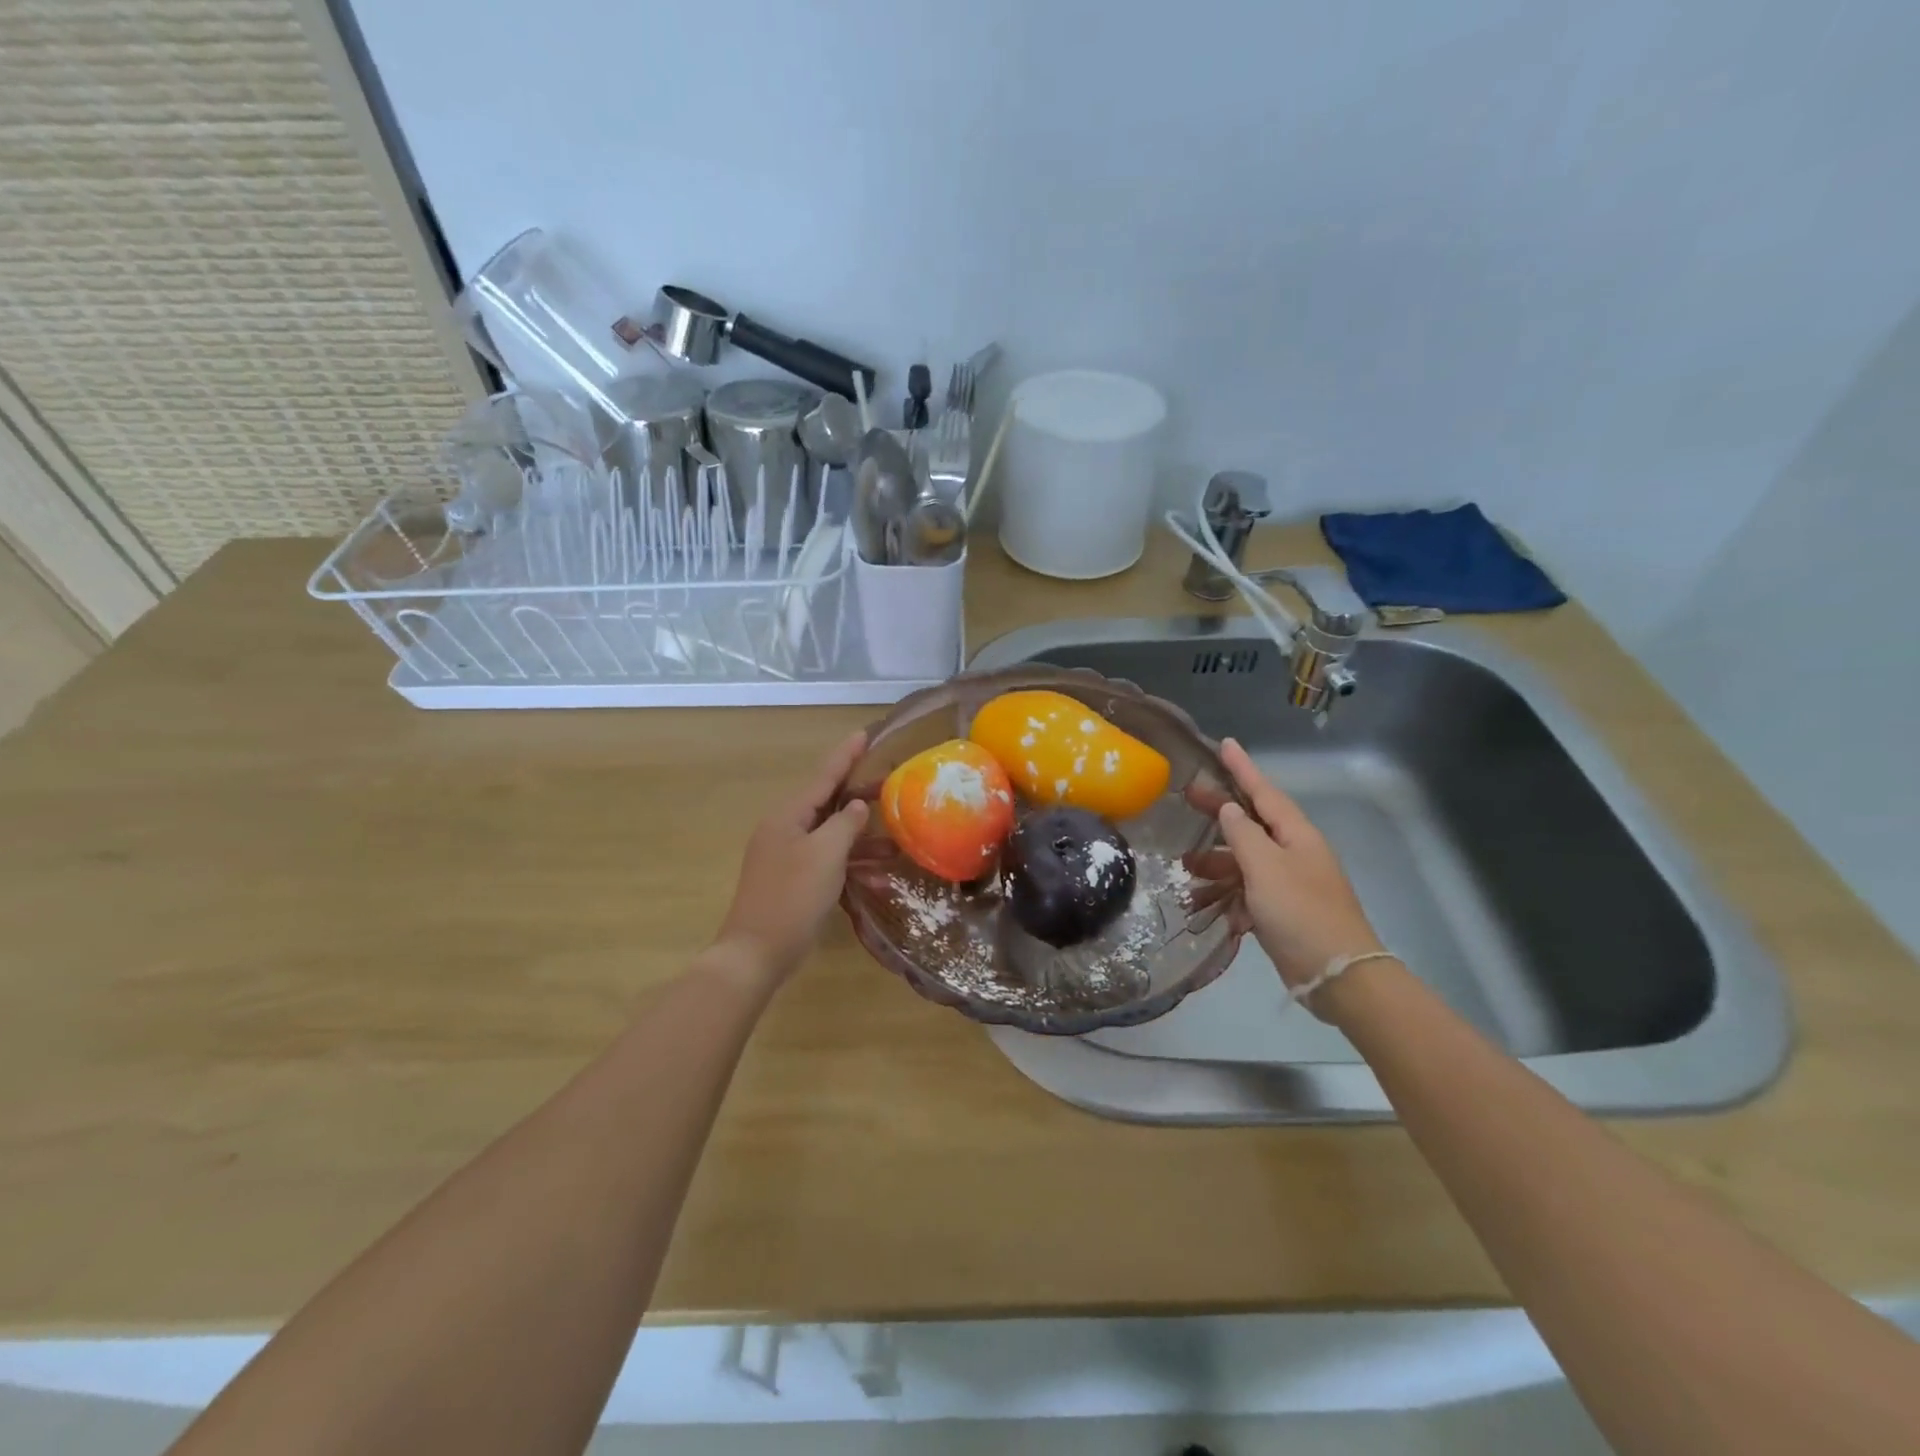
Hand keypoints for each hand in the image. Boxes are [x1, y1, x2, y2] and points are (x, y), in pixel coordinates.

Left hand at [712, 731, 869, 986]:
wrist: (756, 953)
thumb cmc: (792, 897)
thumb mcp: (826, 855)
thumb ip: (845, 824)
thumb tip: (856, 806)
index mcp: (788, 816)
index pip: (823, 776)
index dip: (845, 755)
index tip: (864, 734)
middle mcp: (785, 830)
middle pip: (827, 804)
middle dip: (859, 797)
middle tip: (891, 786)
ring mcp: (787, 857)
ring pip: (830, 837)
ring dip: (862, 840)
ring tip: (897, 841)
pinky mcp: (793, 882)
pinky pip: (827, 863)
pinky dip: (851, 866)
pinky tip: (879, 879)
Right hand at [1191, 738, 1383, 1003]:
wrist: (1336, 973)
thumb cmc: (1300, 912)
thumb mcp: (1265, 867)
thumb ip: (1243, 834)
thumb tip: (1230, 808)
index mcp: (1296, 835)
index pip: (1264, 791)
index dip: (1243, 768)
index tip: (1225, 743)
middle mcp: (1294, 852)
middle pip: (1251, 823)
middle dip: (1219, 813)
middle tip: (1186, 798)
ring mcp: (1289, 883)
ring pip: (1244, 861)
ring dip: (1215, 863)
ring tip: (1184, 867)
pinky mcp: (1282, 911)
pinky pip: (1247, 892)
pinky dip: (1226, 895)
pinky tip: (1204, 905)